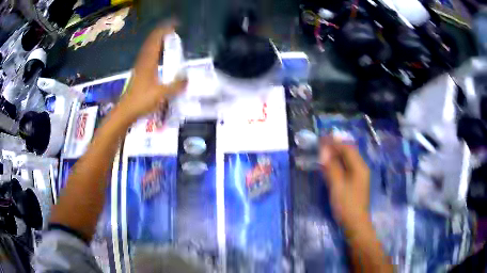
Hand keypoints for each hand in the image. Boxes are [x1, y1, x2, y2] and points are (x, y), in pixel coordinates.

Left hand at [119, 23, 186, 120]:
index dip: (164, 31)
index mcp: (148, 62)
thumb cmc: (141, 101)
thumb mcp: (161, 94)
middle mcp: (143, 62)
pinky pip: (147, 57)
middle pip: (151, 42)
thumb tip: (187, 78)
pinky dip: (154, 51)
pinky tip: (157, 56)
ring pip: (148, 49)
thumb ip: (175, 86)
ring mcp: (139, 68)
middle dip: (161, 34)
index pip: (156, 40)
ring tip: (166, 39)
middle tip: (172, 30)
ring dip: (157, 42)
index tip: (175, 25)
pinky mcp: (139, 74)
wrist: (125, 112)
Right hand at [320, 138, 370, 231]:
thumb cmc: (346, 205)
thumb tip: (324, 151)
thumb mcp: (337, 185)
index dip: (334, 142)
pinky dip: (338, 164)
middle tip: (321, 143)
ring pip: (348, 160)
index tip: (321, 138)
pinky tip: (330, 165)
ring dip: (336, 154)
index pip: (347, 148)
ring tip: (324, 151)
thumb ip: (331, 167)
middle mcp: (361, 168)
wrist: (355, 223)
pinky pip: (347, 168)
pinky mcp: (355, 183)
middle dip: (335, 146)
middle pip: (348, 153)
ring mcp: (359, 176)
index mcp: (359, 167)